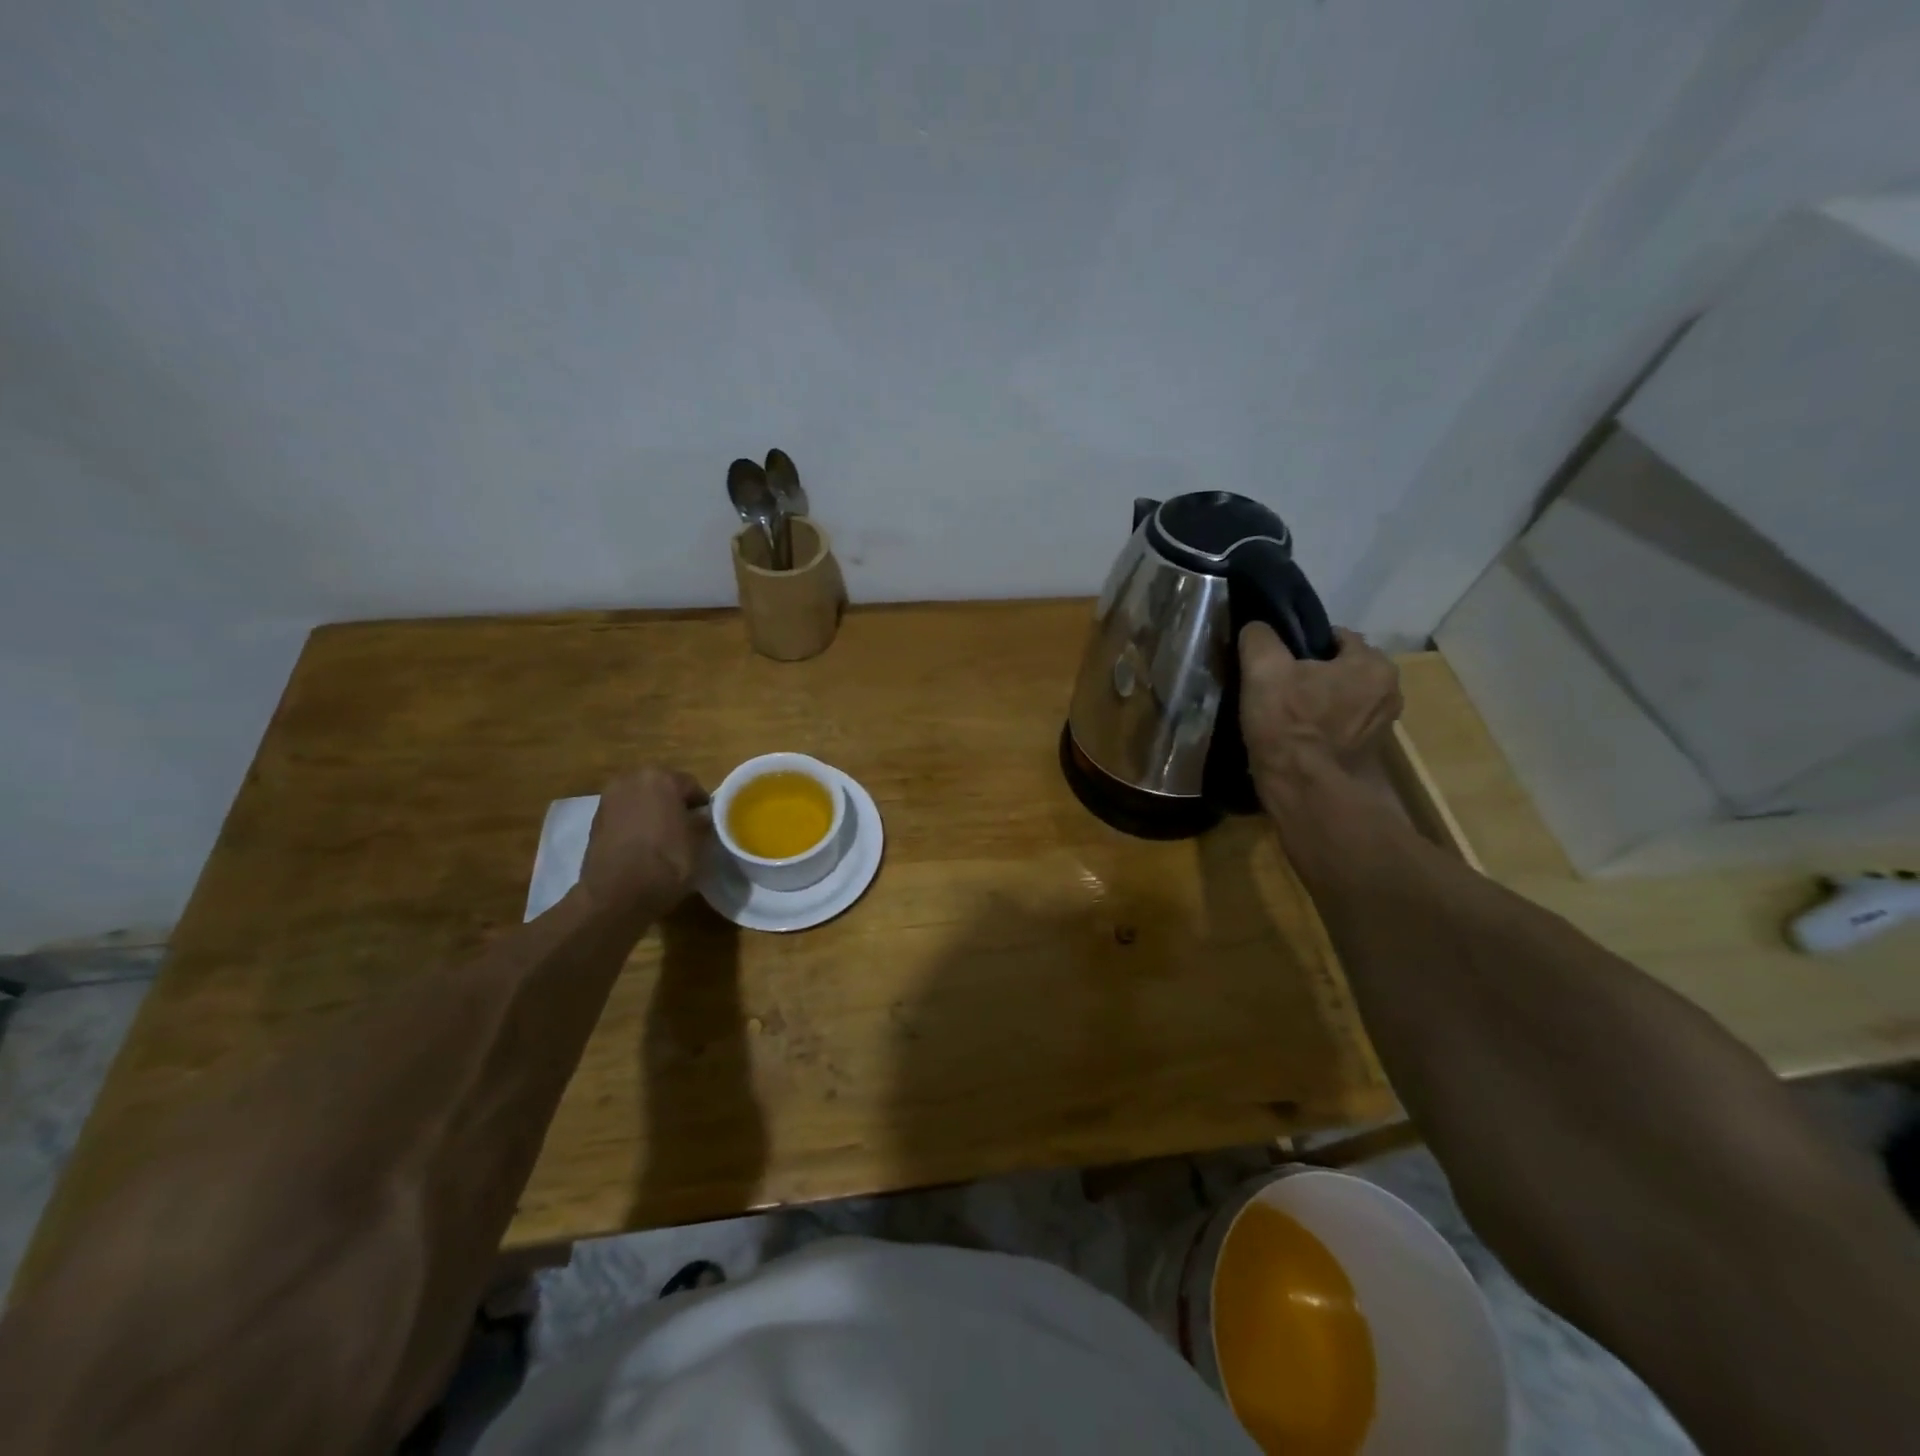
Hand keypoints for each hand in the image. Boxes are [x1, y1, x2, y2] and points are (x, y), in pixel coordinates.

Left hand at [578, 768, 711, 917]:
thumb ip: (703, 821)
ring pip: (642, 801)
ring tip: (663, 840)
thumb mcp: (699, 843)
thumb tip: (703, 815)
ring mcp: (609, 799)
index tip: (709, 825)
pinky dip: (635, 825)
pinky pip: (625, 816)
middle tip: (686, 830)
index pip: (692, 786)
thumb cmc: (666, 862)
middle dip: (675, 805)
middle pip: (663, 788)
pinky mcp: (595, 820)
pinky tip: (643, 847)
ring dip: (653, 814)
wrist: (615, 895)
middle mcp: (632, 779)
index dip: (702, 806)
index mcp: (662, 778)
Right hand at [1238, 621, 1402, 787]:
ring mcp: (1383, 727)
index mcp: (1372, 664)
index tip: (1277, 662)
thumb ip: (1259, 638)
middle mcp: (1389, 691)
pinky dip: (1323, 729)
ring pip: (1342, 699)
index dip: (1302, 645)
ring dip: (1319, 703)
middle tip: (1278, 689)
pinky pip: (1342, 728)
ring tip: (1285, 716)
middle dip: (1313, 675)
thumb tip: (1257, 627)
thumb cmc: (1290, 725)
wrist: (1307, 793)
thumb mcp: (1263, 670)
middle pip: (1341, 669)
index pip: (1335, 637)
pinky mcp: (1369, 754)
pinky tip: (1297, 739)